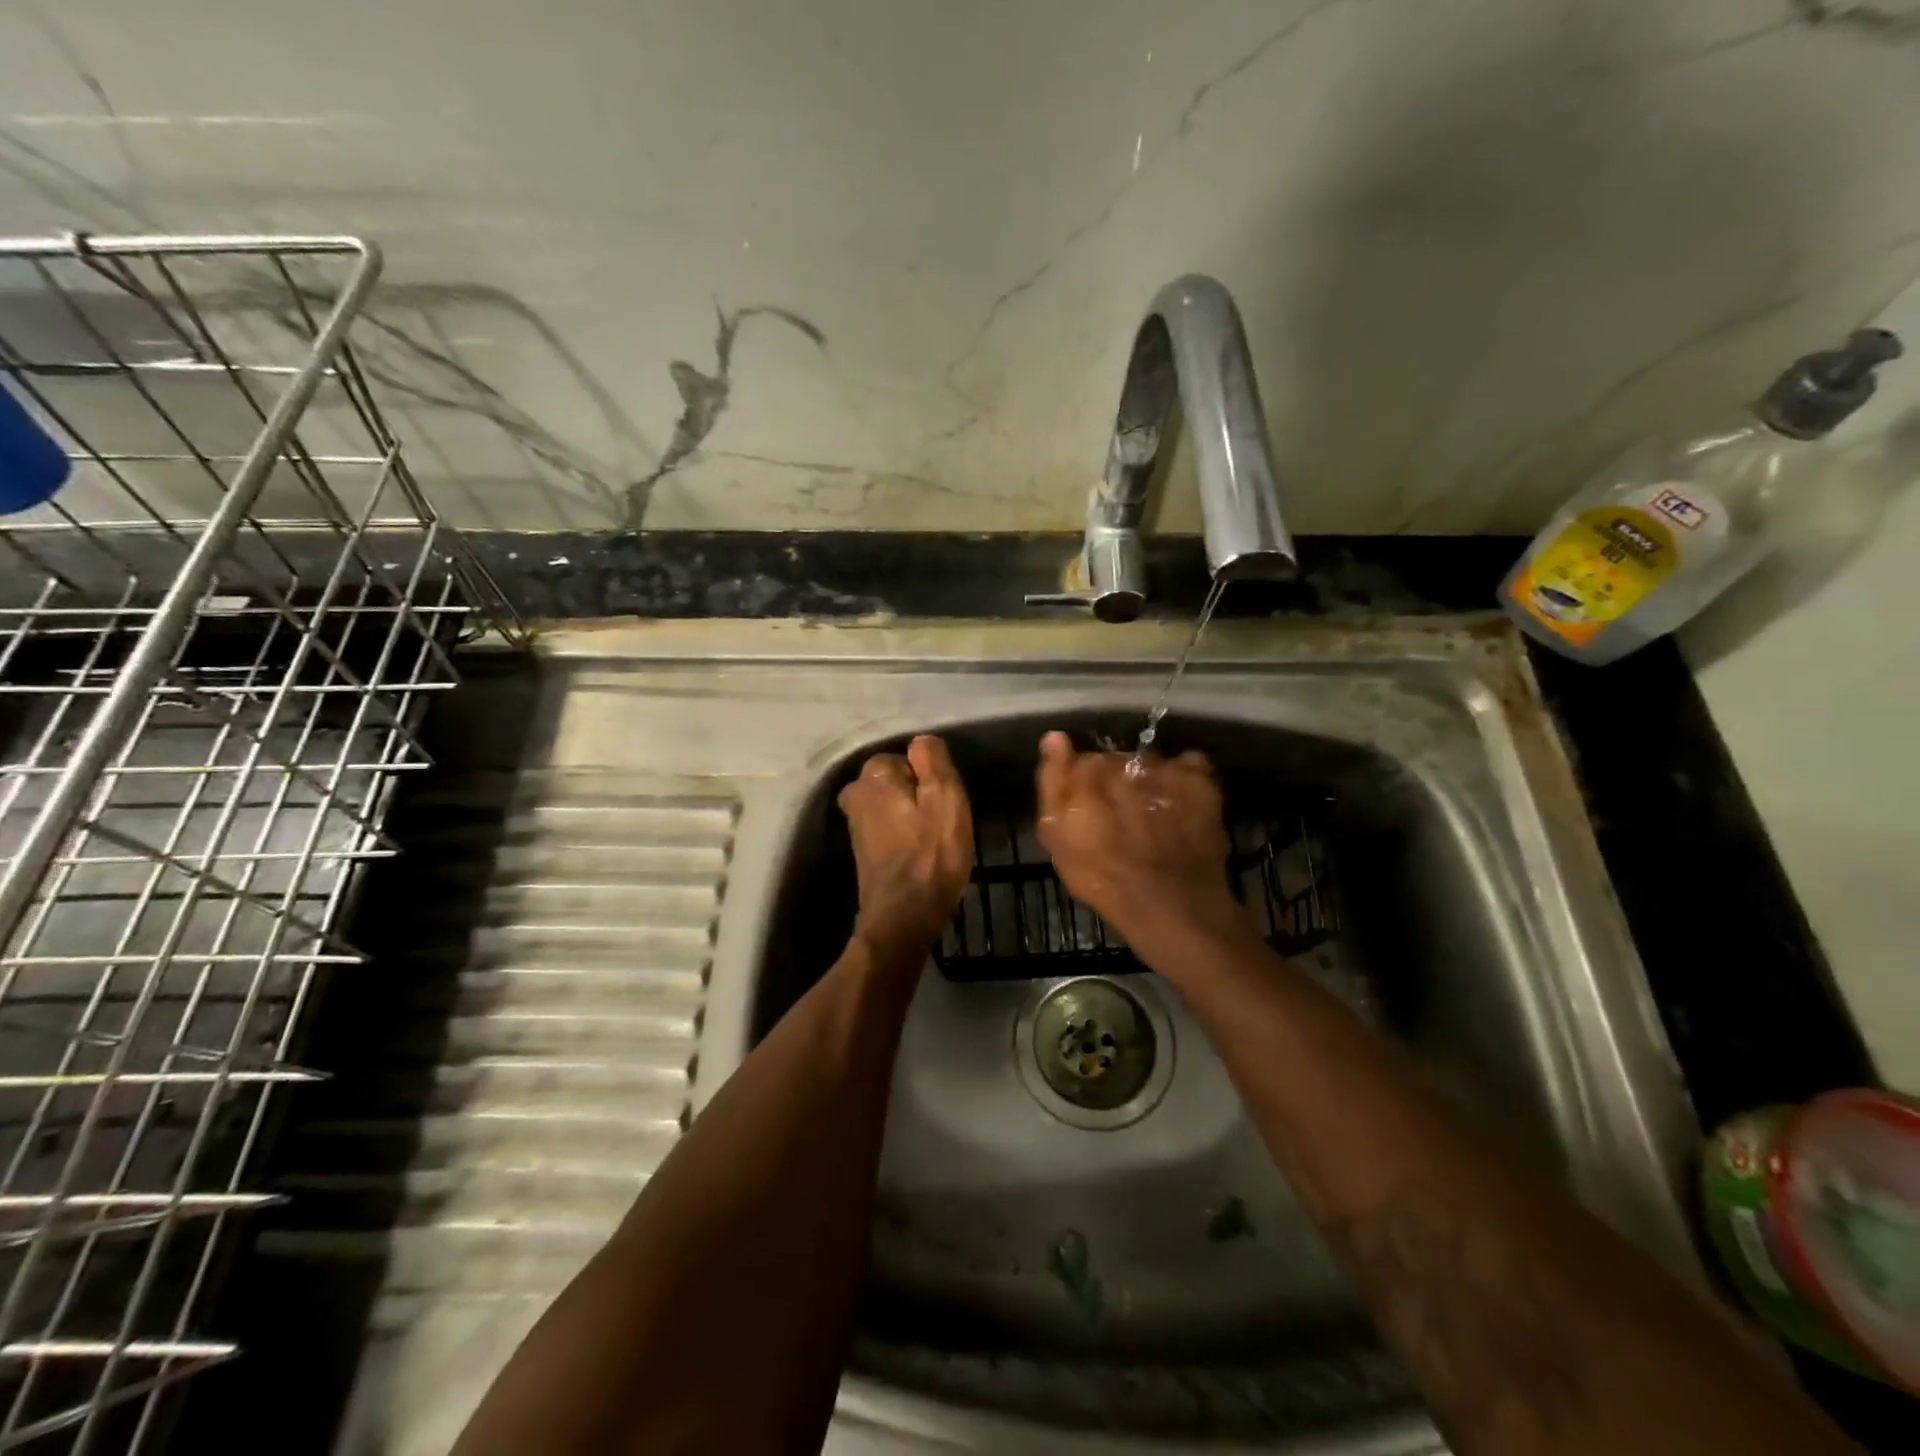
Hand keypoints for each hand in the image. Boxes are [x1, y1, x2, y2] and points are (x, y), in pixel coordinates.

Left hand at [838, 735, 973, 962]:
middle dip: (917, 794)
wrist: (904, 916)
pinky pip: (888, 827)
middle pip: (896, 780)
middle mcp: (856, 793)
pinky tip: (920, 852)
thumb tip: (920, 741)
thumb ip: (932, 759)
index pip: (907, 756)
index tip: (945, 801)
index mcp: (873, 775)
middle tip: (942, 820)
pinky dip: (903, 834)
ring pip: (892, 803)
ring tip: (934, 838)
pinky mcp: (862, 849)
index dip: (930, 777)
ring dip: (911, 815)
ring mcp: (855, 824)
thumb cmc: (931, 854)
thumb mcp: (945, 796)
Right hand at [1034, 731, 1244, 959]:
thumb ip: (1053, 783)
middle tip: (1120, 817)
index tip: (1086, 809)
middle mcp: (1125, 760)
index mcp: (1087, 771)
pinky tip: (1181, 804)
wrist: (1169, 903)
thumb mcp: (1058, 838)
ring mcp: (1165, 767)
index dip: (1082, 784)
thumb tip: (1054, 736)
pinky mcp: (1199, 779)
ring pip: (1149, 762)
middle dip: (1115, 781)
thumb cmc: (1102, 878)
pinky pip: (1188, 764)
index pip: (1080, 760)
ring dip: (1147, 780)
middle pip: (1116, 760)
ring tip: (1152, 814)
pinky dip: (1184, 778)